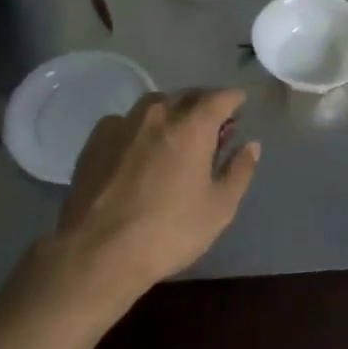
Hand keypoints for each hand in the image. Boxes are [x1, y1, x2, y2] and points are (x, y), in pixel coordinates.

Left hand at [48, 88, 260, 304]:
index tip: (240, 104)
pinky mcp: (96, 139)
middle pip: (187, 96)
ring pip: (154, 105)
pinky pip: (126, 121)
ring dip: (171, 112)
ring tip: (175, 134)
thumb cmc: (169, 231)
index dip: (234, 98)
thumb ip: (239, 171)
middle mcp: (158, 114)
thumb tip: (251, 145)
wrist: (98, 252)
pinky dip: (140, 128)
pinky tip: (138, 150)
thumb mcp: (219, 208)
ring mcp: (123, 123)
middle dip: (203, 104)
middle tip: (212, 125)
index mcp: (192, 126)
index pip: (220, 97)